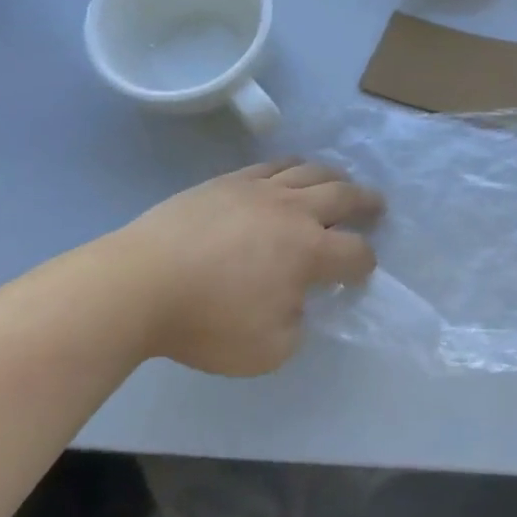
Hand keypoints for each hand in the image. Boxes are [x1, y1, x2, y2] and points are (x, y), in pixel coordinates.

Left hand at [103, 159, 382, 375]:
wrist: (140, 284)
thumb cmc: (204, 323)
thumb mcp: (265, 351)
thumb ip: (296, 327)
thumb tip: (299, 304)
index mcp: (308, 252)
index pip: (355, 253)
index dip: (365, 264)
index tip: (362, 272)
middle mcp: (293, 212)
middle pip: (343, 196)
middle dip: (366, 202)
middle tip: (377, 206)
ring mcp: (260, 190)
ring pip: (310, 171)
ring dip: (333, 176)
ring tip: (340, 181)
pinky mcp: (229, 181)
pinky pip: (272, 165)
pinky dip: (291, 166)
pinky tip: (290, 172)